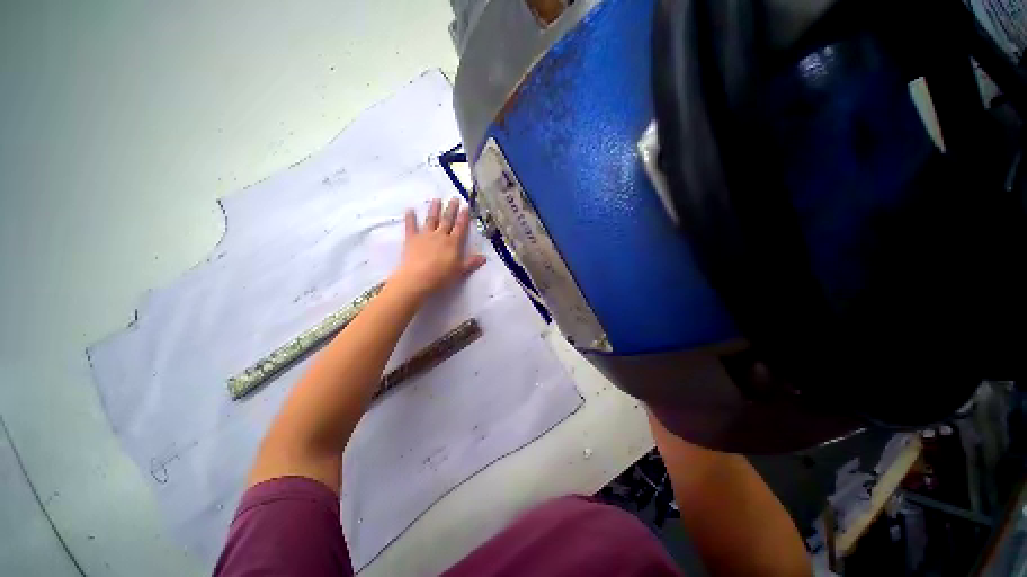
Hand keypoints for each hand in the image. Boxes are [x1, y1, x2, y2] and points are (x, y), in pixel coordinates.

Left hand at [390, 198, 485, 299]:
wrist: (418, 279)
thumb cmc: (442, 276)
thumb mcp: (460, 271)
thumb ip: (471, 263)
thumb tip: (484, 258)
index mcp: (453, 243)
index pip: (460, 227)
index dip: (464, 217)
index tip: (466, 207)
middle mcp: (440, 236)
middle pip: (447, 220)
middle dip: (451, 209)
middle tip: (454, 198)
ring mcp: (425, 236)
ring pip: (431, 220)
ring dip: (434, 209)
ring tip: (437, 199)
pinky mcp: (411, 239)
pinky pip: (410, 226)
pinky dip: (410, 218)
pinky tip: (409, 210)